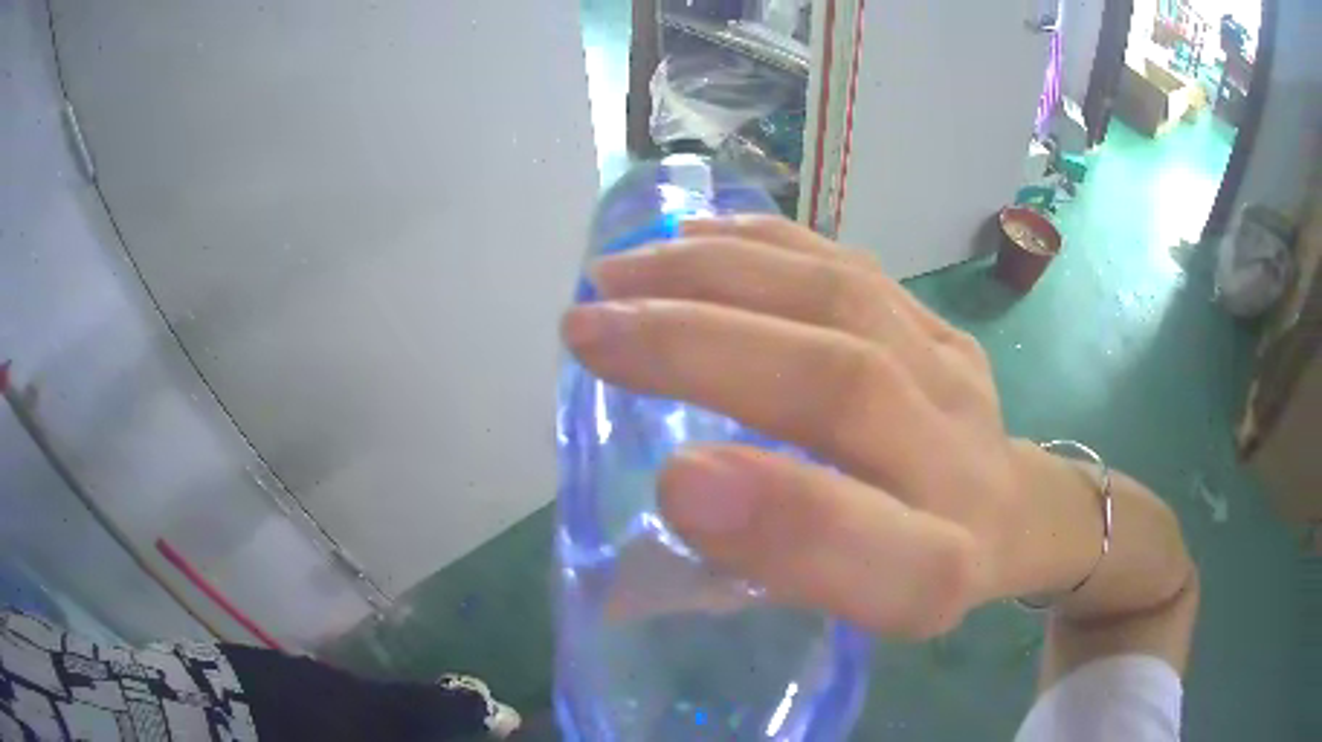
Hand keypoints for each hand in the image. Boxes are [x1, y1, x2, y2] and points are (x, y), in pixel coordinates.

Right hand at [562, 217, 1044, 638]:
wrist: (1014, 511)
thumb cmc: (917, 573)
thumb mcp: (845, 617)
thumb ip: (752, 589)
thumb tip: (627, 567)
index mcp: (942, 574)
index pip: (895, 561)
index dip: (789, 524)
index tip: (670, 480)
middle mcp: (962, 469)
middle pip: (847, 386)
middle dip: (703, 349)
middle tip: (589, 328)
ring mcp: (956, 374)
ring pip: (841, 299)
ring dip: (714, 275)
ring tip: (619, 273)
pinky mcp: (940, 322)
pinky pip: (849, 265)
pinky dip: (759, 243)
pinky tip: (689, 235)